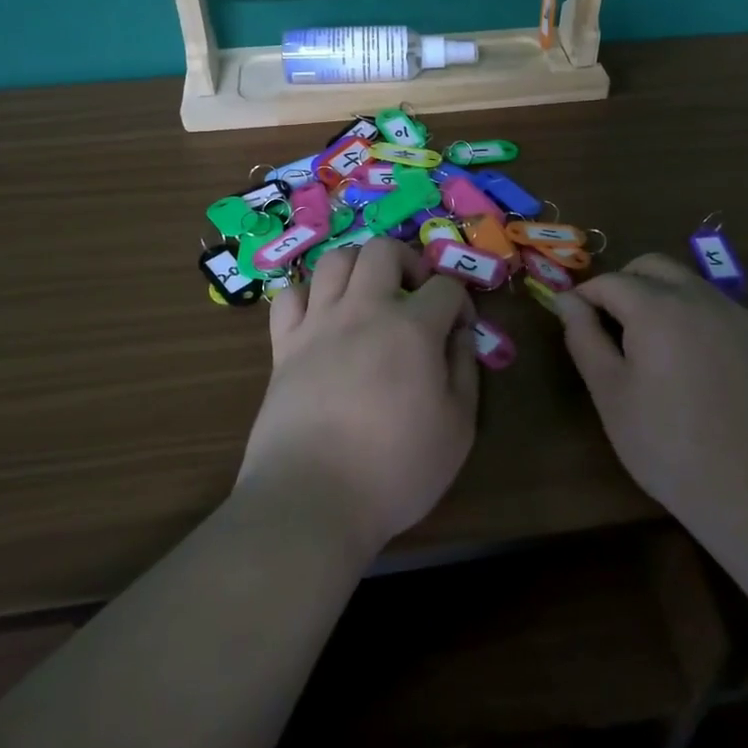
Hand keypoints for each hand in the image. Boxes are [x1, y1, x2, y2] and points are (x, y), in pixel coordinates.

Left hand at [236, 239, 478, 561]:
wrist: (311, 498)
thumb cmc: (395, 470)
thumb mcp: (458, 429)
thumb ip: (464, 370)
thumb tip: (461, 334)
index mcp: (412, 328)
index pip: (445, 286)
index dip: (461, 302)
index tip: (460, 330)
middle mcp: (363, 310)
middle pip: (383, 249)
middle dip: (408, 262)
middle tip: (414, 295)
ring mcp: (318, 324)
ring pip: (335, 259)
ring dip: (358, 268)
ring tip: (369, 298)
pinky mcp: (283, 345)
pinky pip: (290, 295)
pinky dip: (308, 296)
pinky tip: (321, 318)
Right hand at [556, 253, 747, 522]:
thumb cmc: (669, 444)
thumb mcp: (611, 394)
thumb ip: (584, 338)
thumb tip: (567, 301)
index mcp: (656, 307)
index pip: (610, 281)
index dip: (585, 296)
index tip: (574, 320)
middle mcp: (699, 297)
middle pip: (653, 267)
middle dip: (626, 284)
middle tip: (613, 327)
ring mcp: (739, 316)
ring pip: (690, 285)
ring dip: (664, 299)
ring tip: (656, 350)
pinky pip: (721, 312)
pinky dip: (698, 322)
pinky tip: (700, 369)